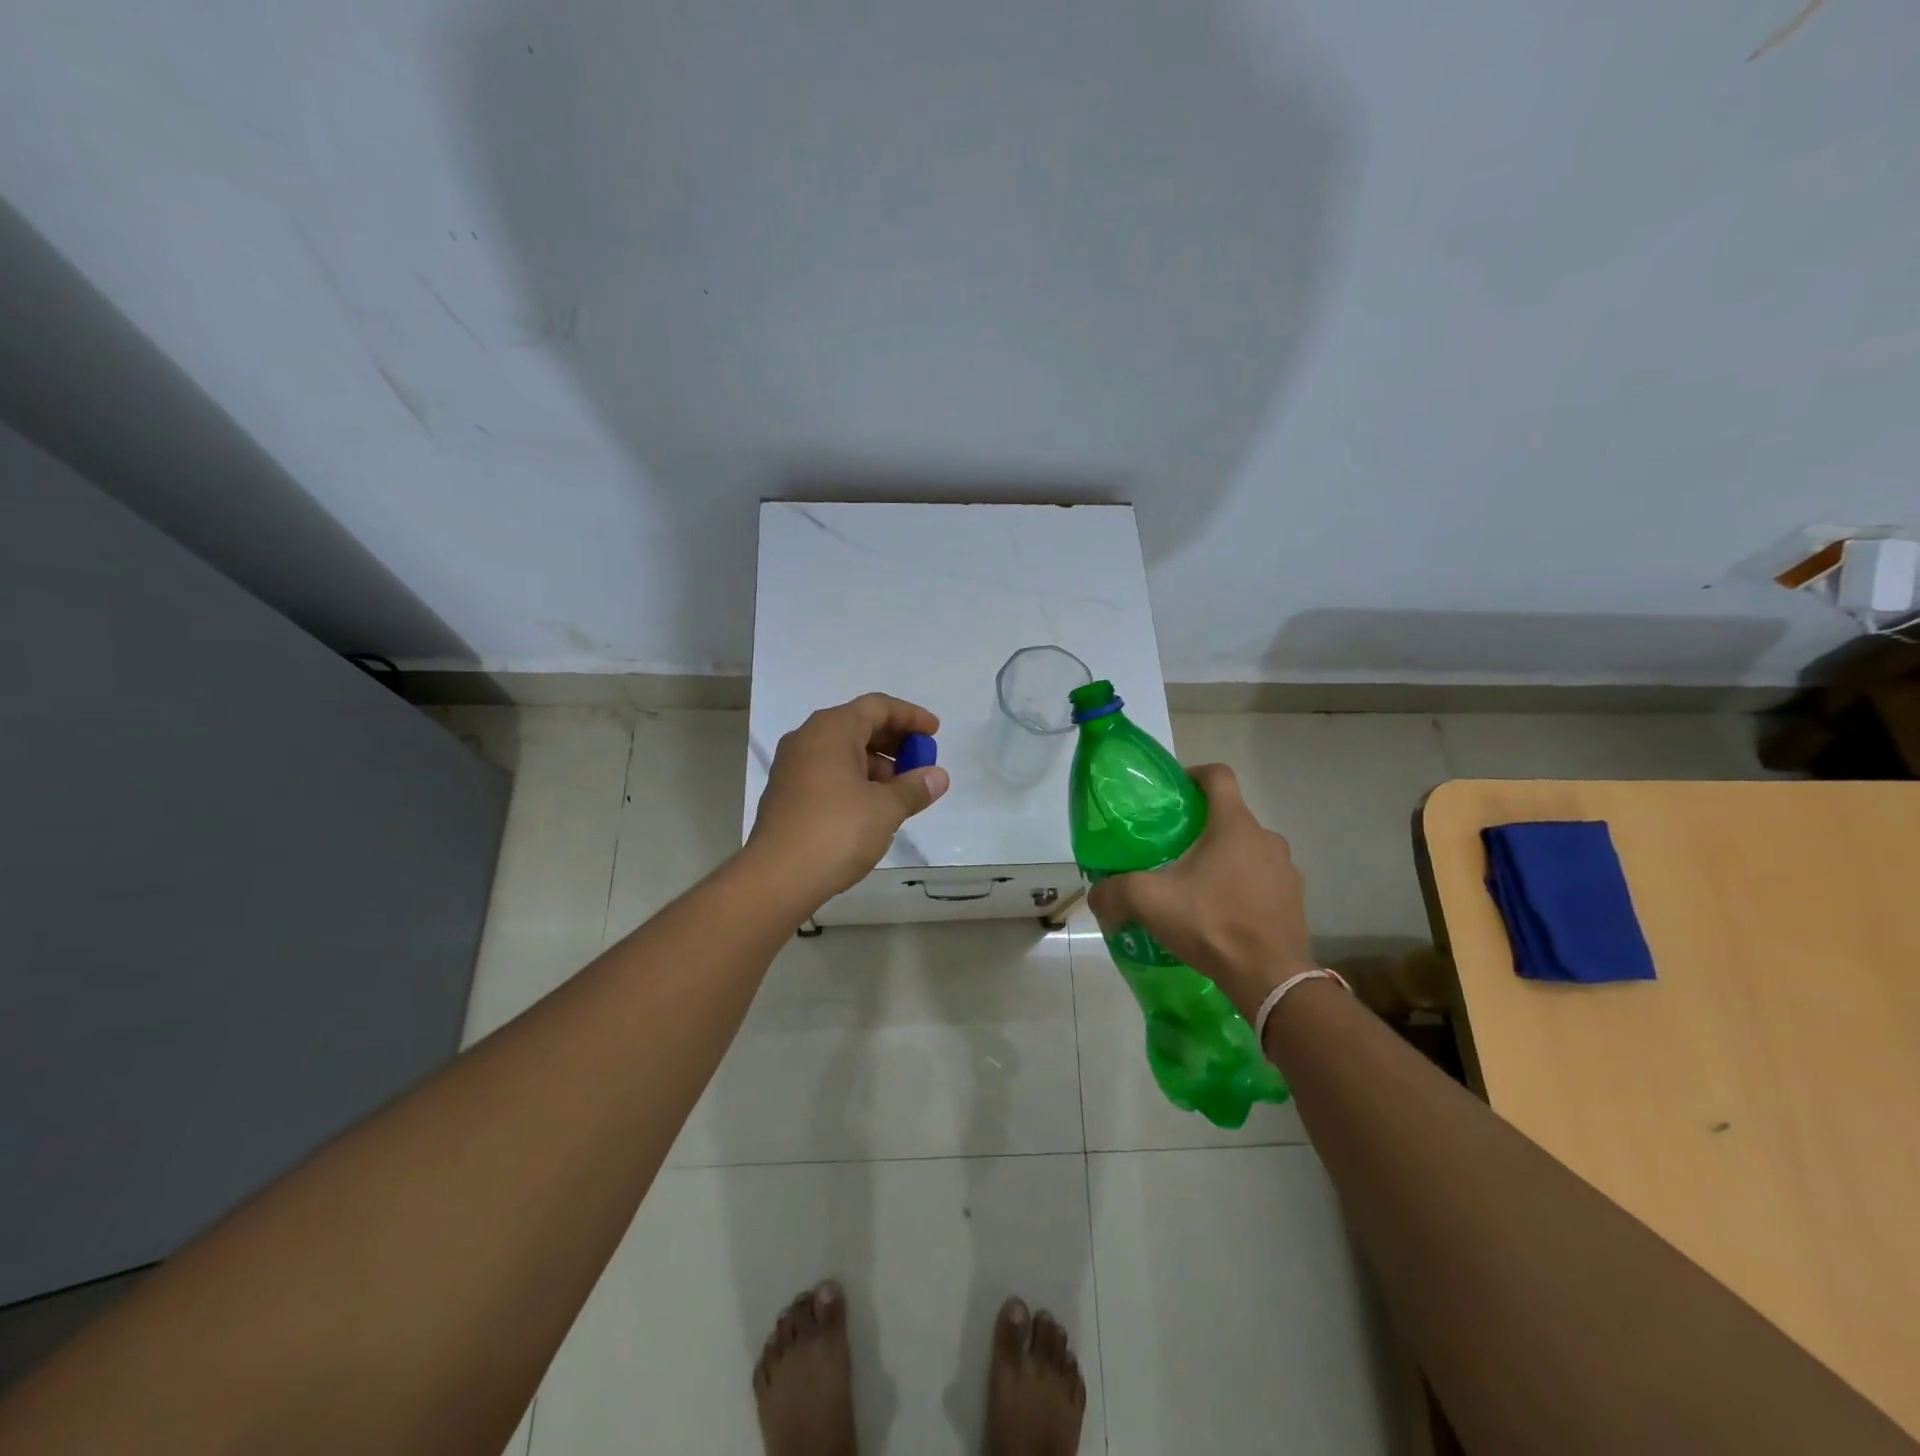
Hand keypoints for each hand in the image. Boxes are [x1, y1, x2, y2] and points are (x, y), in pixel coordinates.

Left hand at [747, 693, 950, 907]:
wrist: (777, 877)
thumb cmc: (837, 831)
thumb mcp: (885, 808)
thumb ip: (914, 788)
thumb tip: (937, 777)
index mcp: (831, 729)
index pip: (877, 706)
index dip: (910, 717)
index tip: (935, 733)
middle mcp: (808, 739)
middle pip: (858, 725)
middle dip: (894, 742)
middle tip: (921, 763)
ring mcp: (793, 767)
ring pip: (843, 752)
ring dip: (876, 765)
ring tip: (901, 792)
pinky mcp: (787, 793)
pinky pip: (829, 773)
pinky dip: (855, 780)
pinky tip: (873, 807)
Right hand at [1087, 763, 1315, 1022]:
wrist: (1271, 979)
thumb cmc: (1212, 923)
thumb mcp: (1150, 902)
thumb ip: (1114, 892)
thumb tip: (1096, 896)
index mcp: (1234, 825)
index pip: (1217, 776)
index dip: (1192, 775)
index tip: (1172, 793)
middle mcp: (1266, 838)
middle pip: (1229, 816)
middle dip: (1200, 828)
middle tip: (1171, 851)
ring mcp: (1285, 870)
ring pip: (1246, 850)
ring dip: (1222, 860)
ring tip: (1195, 888)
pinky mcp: (1293, 900)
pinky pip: (1262, 881)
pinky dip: (1241, 888)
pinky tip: (1220, 915)